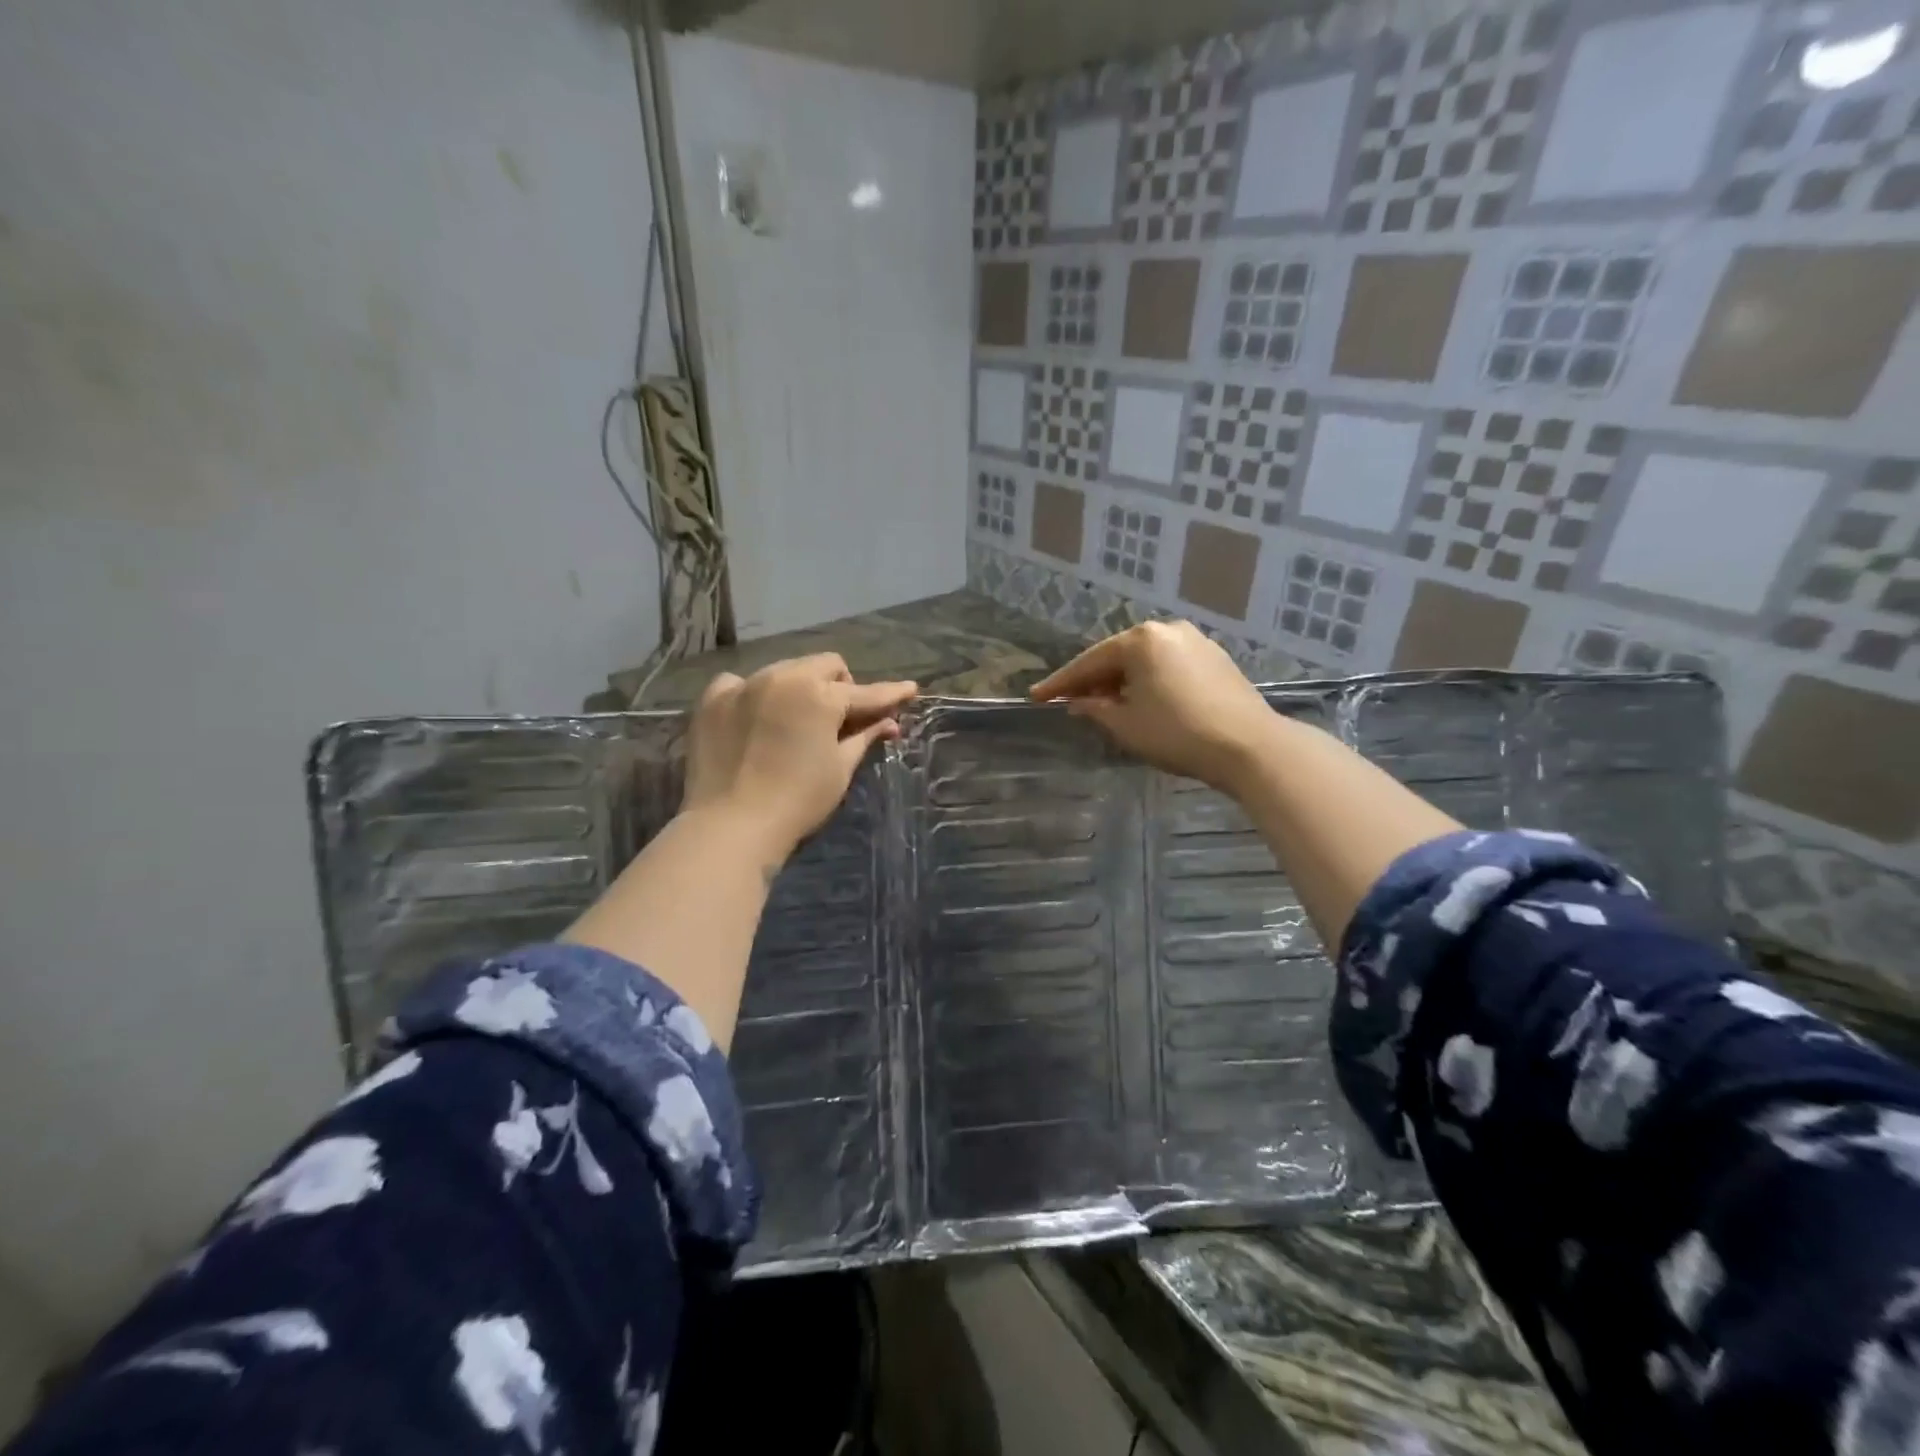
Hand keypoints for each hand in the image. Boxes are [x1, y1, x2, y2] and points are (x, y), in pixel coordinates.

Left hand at [681, 654, 917, 862]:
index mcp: (820, 695)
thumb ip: (864, 737)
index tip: (909, 689)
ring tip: (797, 719)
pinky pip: (740, 683)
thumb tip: (888, 722)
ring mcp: (744, 685)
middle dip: (840, 685)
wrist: (731, 826)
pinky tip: (755, 718)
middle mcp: (782, 677)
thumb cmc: (798, 801)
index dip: (890, 693)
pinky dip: (753, 695)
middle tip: (842, 717)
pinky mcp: (712, 700)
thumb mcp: (839, 769)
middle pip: (825, 665)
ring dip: (799, 687)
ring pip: (784, 669)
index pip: (865, 692)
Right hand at [1030, 621, 1277, 792]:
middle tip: (1069, 702)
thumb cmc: (1177, 734)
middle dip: (1093, 680)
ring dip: (1122, 681)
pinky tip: (1141, 701)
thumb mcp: (1125, 725)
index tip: (1035, 697)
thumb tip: (1079, 702)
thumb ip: (1095, 708)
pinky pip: (1168, 666)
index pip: (1089, 662)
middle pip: (1118, 656)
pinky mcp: (1215, 658)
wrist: (1250, 747)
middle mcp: (1167, 630)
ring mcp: (1195, 641)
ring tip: (1104, 705)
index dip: (1060, 683)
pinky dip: (1148, 681)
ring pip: (1144, 661)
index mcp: (1141, 640)